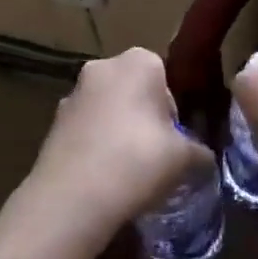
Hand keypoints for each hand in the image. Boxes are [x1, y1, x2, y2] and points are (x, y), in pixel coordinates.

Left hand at [21, 48, 210, 249]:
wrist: (73, 196)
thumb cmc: (139, 160)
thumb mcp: (185, 158)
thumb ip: (199, 152)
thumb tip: (205, 159)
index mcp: (139, 62)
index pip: (165, 77)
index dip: (173, 110)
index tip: (174, 140)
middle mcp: (103, 67)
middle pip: (133, 91)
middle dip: (144, 118)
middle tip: (154, 155)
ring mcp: (73, 94)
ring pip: (107, 110)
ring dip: (117, 131)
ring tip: (128, 171)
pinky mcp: (52, 123)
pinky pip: (85, 130)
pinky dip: (95, 146)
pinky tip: (103, 178)